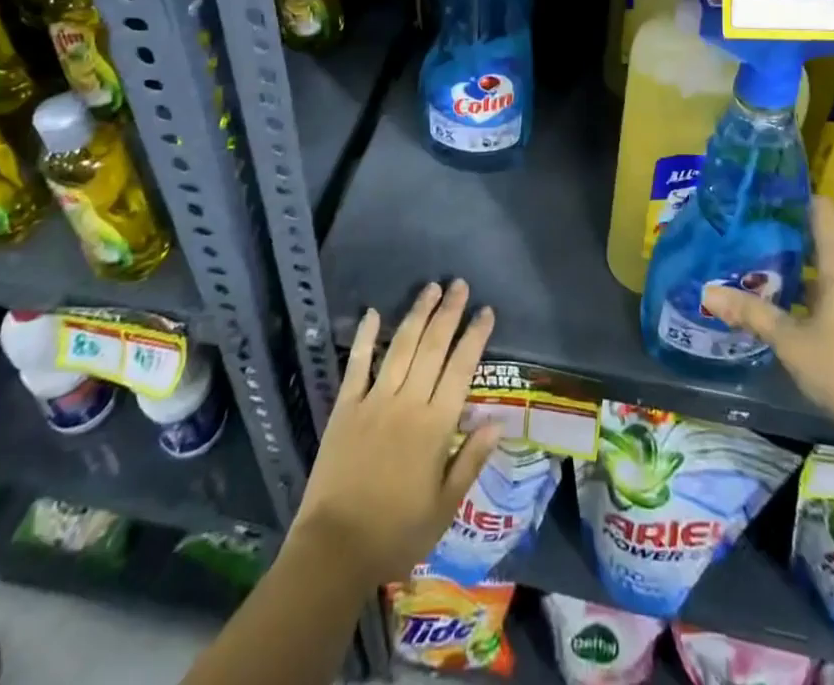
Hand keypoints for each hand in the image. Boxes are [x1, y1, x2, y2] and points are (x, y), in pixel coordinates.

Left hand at [291, 280, 502, 588]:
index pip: (461, 369)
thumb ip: (471, 459)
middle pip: (432, 347)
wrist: (334, 549)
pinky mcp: (346, 407)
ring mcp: (374, 401)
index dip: (474, 337)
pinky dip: (365, 336)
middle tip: (459, 284)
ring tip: (431, 288)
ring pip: (400, 347)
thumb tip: (498, 420)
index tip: (486, 311)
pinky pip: (358, 364)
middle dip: (449, 313)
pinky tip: (373, 312)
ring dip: (417, 314)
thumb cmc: (396, 532)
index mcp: (435, 426)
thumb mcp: (444, 507)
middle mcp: (407, 403)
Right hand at [704, 200, 833, 447]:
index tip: (762, 206)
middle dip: (789, 241)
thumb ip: (751, 312)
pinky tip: (799, 308)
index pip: (820, 209)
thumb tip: (707, 293)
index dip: (792, 202)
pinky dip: (825, 289)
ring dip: (806, 270)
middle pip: (825, 237)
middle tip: (751, 245)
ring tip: (768, 275)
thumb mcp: (790, 341)